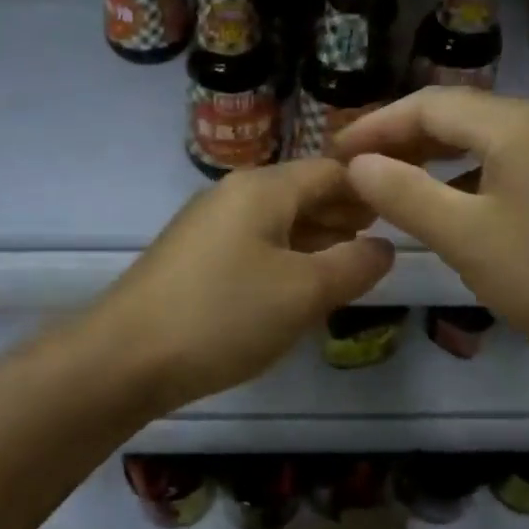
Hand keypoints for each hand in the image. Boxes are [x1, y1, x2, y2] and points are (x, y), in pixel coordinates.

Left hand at [96, 160, 395, 410]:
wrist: (124, 357)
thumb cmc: (224, 315)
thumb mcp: (303, 292)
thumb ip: (354, 265)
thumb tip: (384, 247)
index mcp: (263, 189)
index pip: (331, 171)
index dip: (370, 188)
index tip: (404, 211)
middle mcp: (234, 195)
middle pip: (303, 192)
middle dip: (345, 213)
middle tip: (383, 238)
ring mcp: (209, 226)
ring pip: (278, 221)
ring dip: (317, 237)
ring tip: (350, 262)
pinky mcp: (193, 258)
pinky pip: (254, 245)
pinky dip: (286, 256)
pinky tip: (299, 284)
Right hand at [333, 89, 528, 361]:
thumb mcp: (464, 237)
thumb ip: (404, 193)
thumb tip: (358, 164)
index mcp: (513, 124)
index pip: (428, 105)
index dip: (377, 126)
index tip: (335, 152)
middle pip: (454, 114)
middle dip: (400, 137)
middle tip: (355, 166)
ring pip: (478, 138)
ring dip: (430, 155)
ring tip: (388, 181)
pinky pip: (500, 161)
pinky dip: (461, 174)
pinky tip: (444, 202)